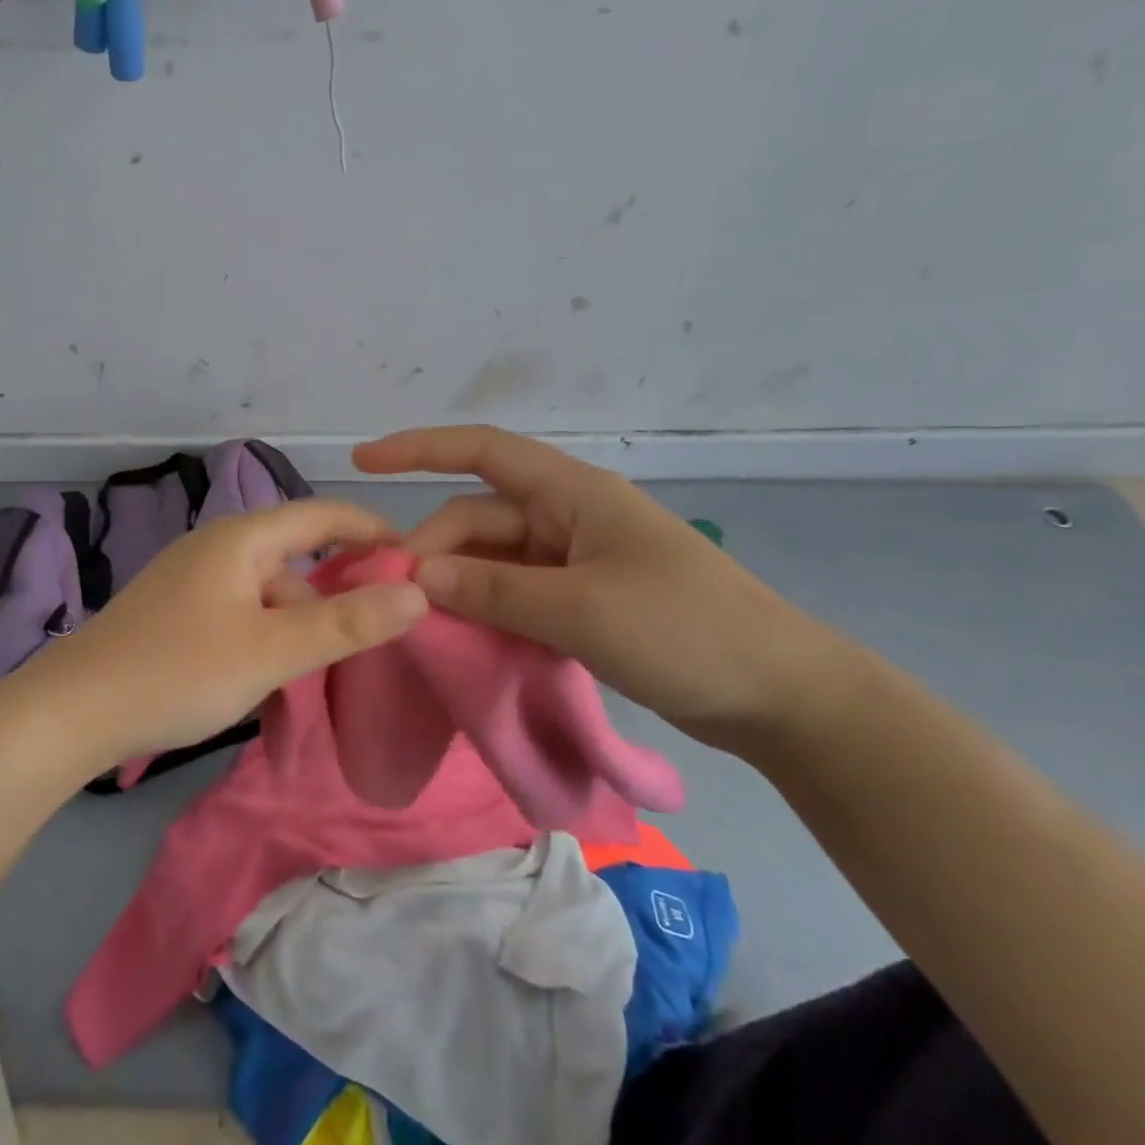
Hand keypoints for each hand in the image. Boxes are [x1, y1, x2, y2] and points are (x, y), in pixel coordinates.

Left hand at [20, 500, 427, 766]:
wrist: (71, 712)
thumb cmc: (178, 671)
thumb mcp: (272, 651)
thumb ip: (347, 623)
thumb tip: (418, 592)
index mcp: (241, 539)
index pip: (322, 514)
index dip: (371, 529)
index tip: (414, 558)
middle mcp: (217, 549)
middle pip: (296, 562)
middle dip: (334, 599)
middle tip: (371, 640)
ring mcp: (193, 582)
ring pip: (268, 598)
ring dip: (297, 634)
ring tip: (312, 685)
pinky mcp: (177, 614)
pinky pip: (241, 618)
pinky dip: (265, 645)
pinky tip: (268, 684)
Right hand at [354, 426, 869, 750]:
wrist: (781, 696)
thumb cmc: (687, 633)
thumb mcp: (582, 610)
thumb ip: (494, 589)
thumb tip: (417, 574)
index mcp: (573, 494)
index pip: (483, 451)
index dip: (419, 448)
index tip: (363, 461)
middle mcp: (568, 517)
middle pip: (479, 517)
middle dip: (434, 549)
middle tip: (397, 598)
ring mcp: (575, 561)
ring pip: (493, 559)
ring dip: (457, 584)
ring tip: (421, 623)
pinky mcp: (581, 600)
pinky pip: (515, 593)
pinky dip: (485, 609)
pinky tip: (461, 637)